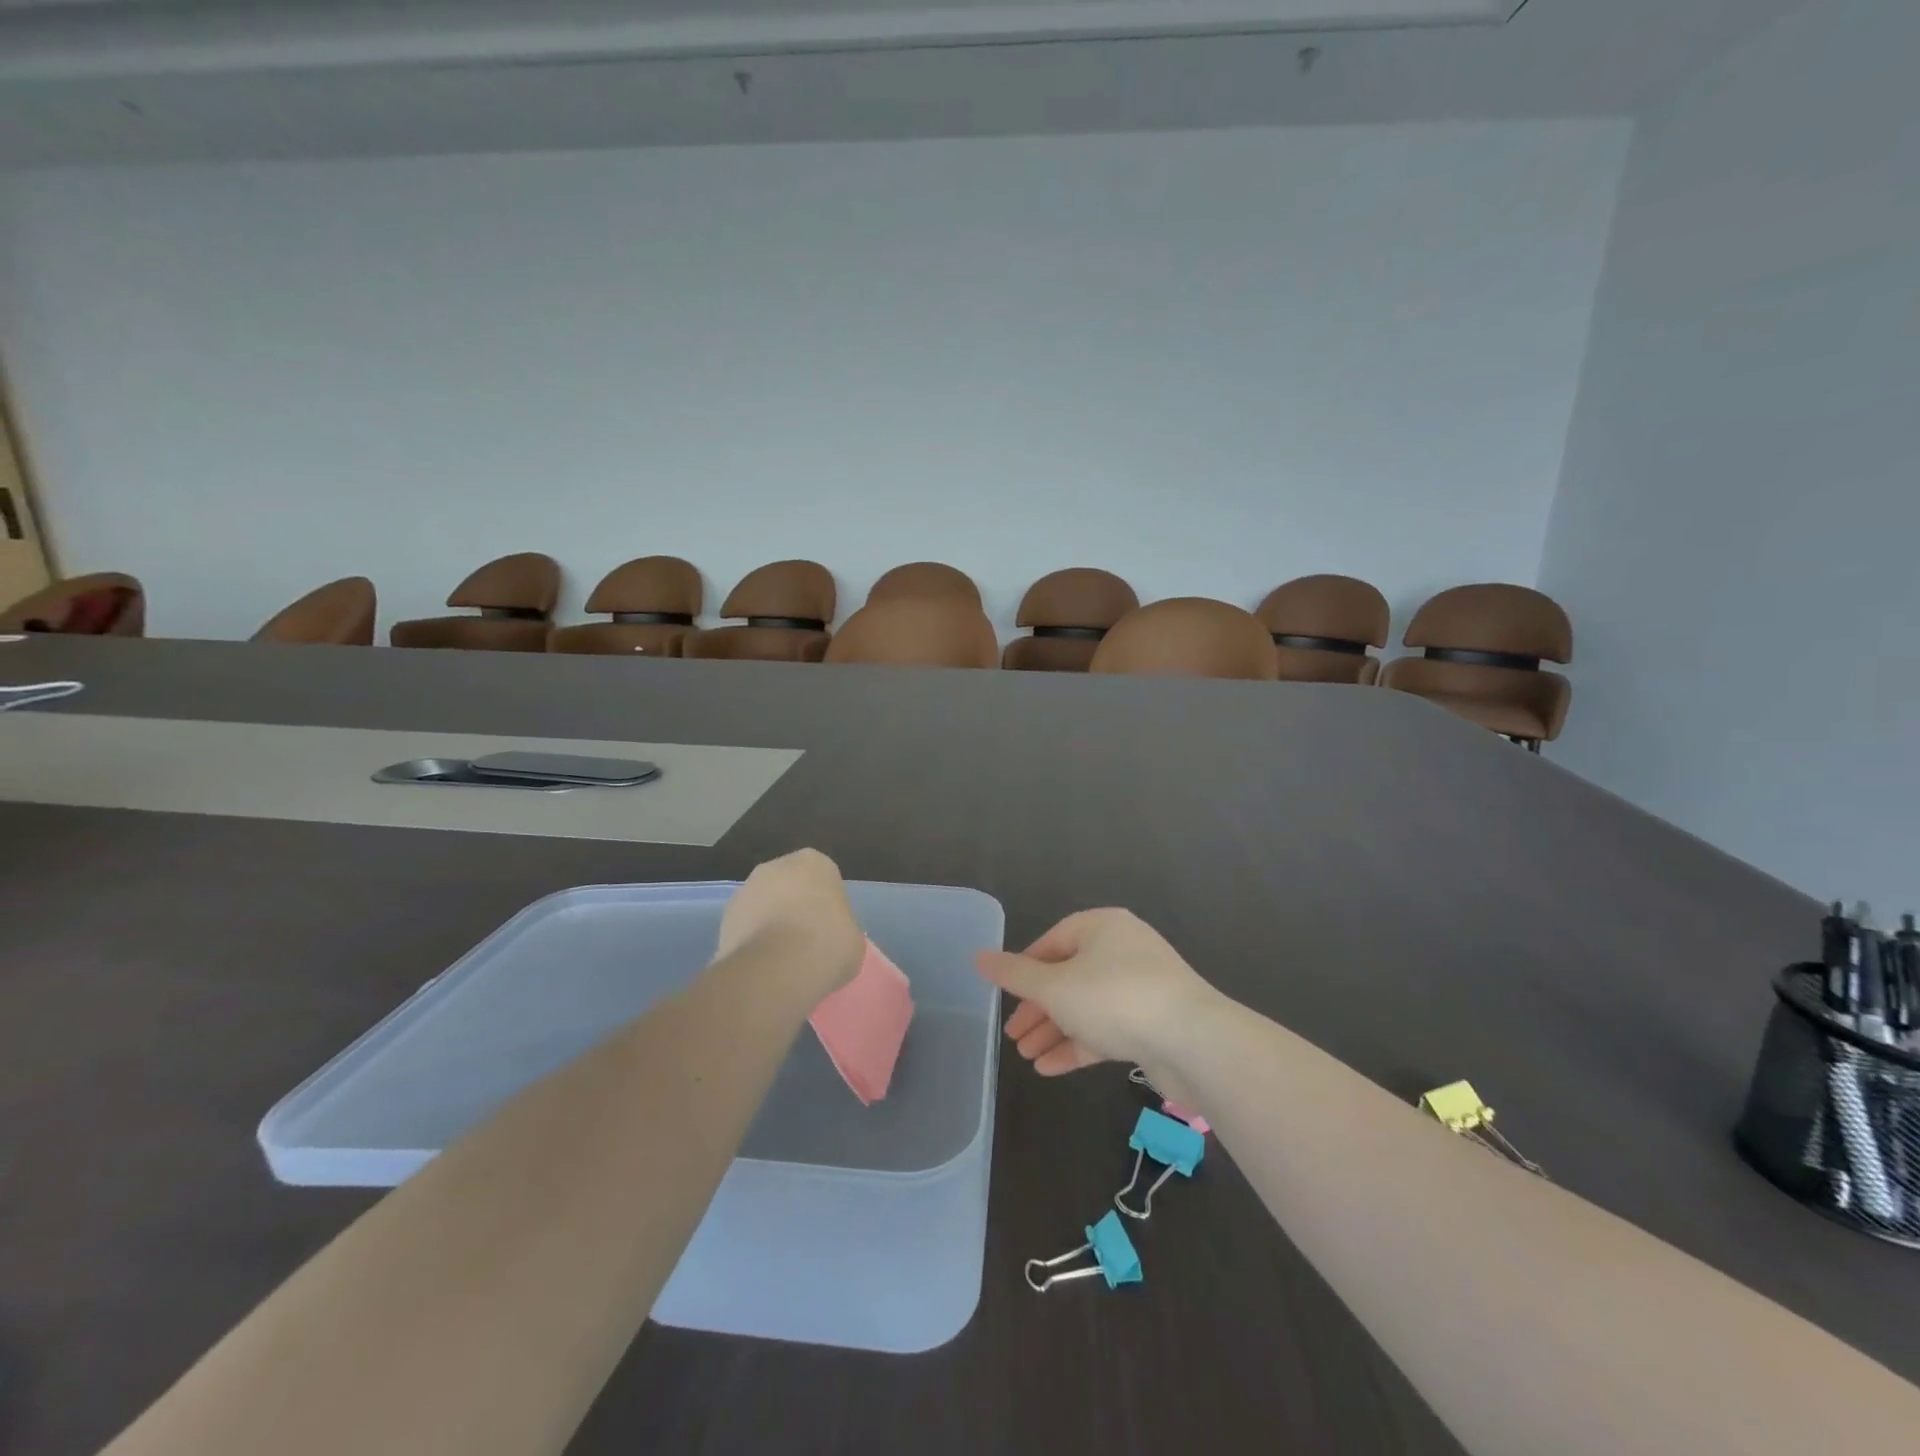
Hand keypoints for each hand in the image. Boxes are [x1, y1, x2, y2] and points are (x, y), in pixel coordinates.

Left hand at [718, 849, 864, 997]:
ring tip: (782, 960)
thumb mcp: (852, 938)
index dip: (826, 904)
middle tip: (807, 942)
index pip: (823, 878)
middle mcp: (776, 866)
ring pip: (764, 905)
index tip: (829, 929)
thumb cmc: (827, 945)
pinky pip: (746, 927)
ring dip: (770, 924)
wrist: (775, 970)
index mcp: (815, 863)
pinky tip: (763, 966)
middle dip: (795, 908)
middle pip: (789, 886)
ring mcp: (746, 890)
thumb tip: (826, 938)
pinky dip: (752, 942)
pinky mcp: (724, 918)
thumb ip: (839, 927)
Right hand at [976, 909, 1215, 1076]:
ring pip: (1086, 1006)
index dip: (1025, 969)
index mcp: (1103, 927)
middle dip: (1038, 1008)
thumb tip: (978, 957)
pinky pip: (1107, 1029)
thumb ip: (1015, 975)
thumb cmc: (1115, 999)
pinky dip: (1079, 1045)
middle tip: (1013, 1035)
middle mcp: (1123, 950)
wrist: (1194, 1043)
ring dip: (1055, 1031)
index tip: (1006, 996)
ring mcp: (1141, 987)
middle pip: (1068, 976)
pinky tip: (1050, 1069)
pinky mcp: (1153, 1023)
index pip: (1053, 941)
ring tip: (1026, 1058)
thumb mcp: (1055, 986)